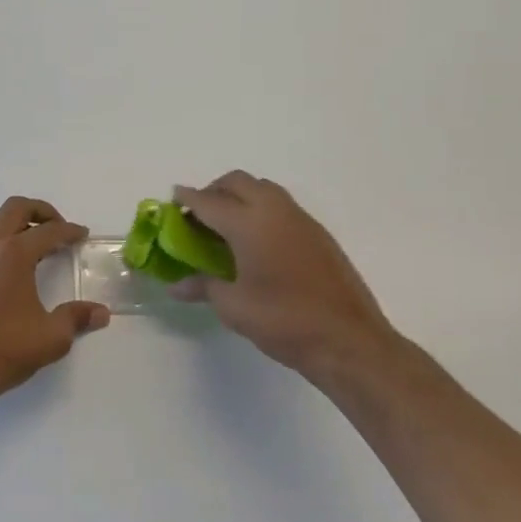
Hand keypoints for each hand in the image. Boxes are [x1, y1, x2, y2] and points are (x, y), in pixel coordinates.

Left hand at [0, 197, 110, 412]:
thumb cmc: (3, 352)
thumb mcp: (51, 338)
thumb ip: (77, 318)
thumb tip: (101, 313)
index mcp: (13, 254)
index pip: (48, 231)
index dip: (69, 231)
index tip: (81, 234)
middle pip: (15, 208)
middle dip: (40, 211)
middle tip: (57, 227)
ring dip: (14, 224)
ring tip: (31, 245)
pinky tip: (3, 270)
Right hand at [171, 172, 406, 389]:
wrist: (348, 339)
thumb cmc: (283, 321)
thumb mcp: (233, 307)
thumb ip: (203, 286)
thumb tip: (175, 285)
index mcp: (248, 223)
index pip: (208, 201)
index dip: (187, 199)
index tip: (172, 199)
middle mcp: (274, 210)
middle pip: (237, 182)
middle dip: (213, 191)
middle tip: (198, 215)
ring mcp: (300, 218)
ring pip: (262, 188)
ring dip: (239, 195)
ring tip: (226, 225)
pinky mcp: (317, 232)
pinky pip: (281, 205)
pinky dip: (260, 209)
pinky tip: (256, 241)